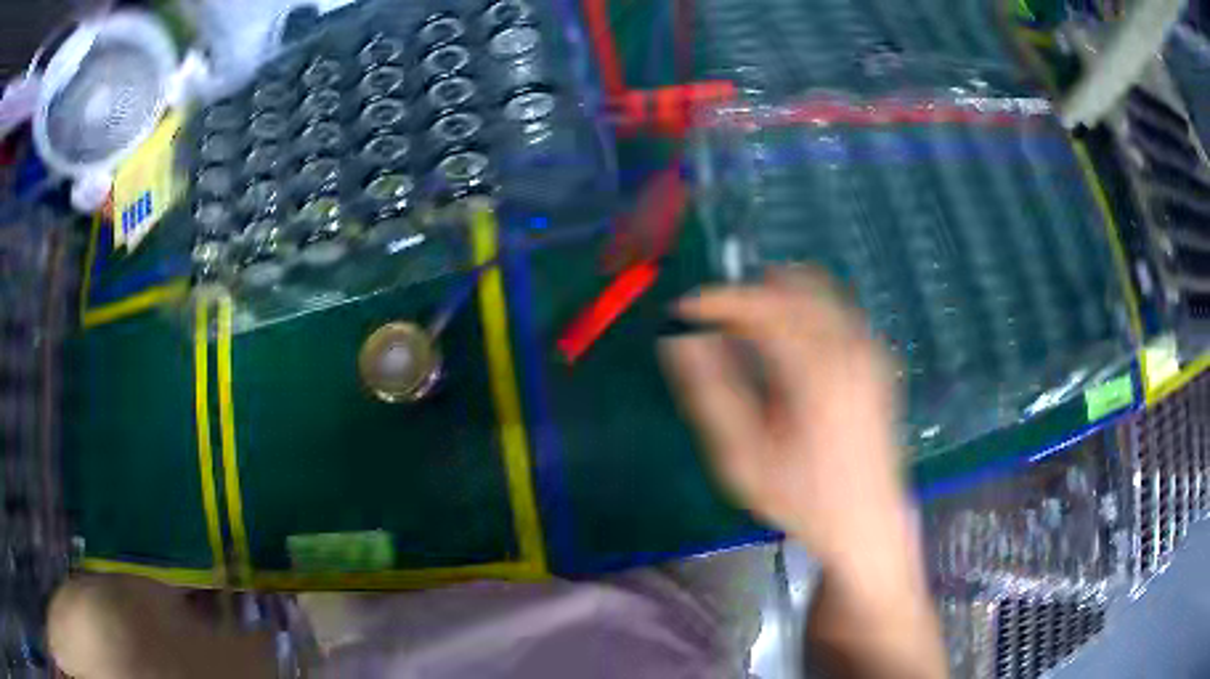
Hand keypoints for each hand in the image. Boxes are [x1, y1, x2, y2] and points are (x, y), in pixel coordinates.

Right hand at [661, 269, 945, 677]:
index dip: (717, 300)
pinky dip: (802, 312)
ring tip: (744, 332)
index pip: (763, 307)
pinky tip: (785, 347)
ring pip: (817, 292)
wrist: (866, 521)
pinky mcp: (877, 359)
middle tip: (714, 324)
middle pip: (793, 286)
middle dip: (747, 295)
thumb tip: (680, 341)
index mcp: (817, 373)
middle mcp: (850, 349)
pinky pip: (835, 310)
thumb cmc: (802, 498)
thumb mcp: (744, 458)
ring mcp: (870, 351)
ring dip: (775, 299)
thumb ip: (710, 391)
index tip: (683, 311)